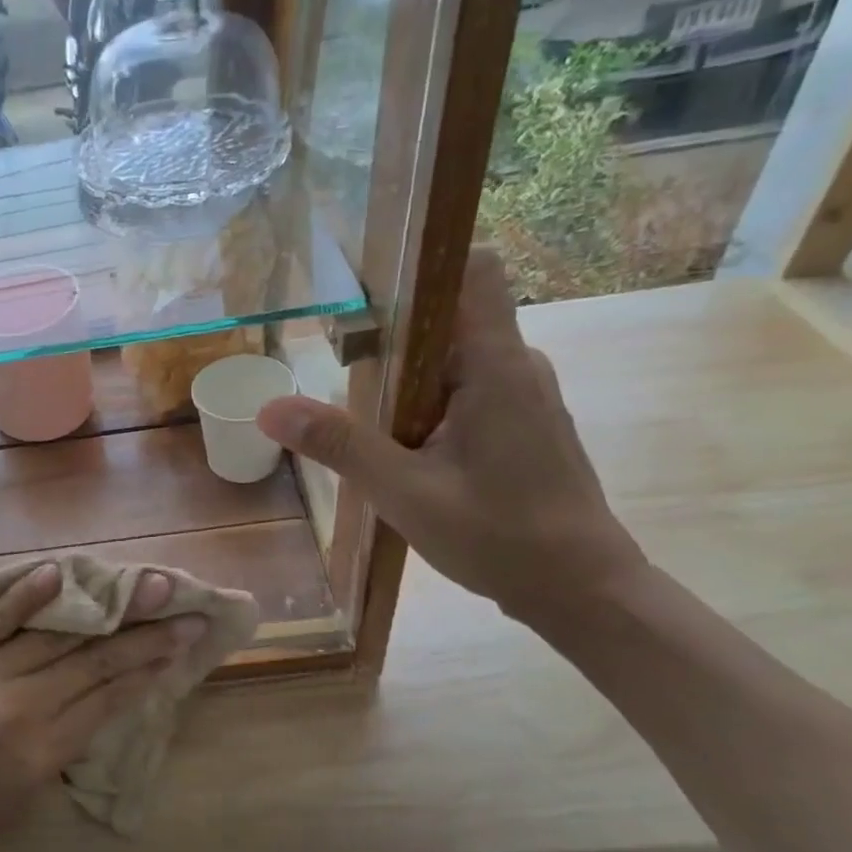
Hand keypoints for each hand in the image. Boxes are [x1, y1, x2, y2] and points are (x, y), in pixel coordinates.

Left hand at [0, 565, 204, 851]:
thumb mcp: (20, 795)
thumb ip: (61, 745)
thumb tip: (102, 696)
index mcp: (38, 751)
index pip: (108, 698)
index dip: (150, 667)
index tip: (183, 641)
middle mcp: (16, 708)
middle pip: (92, 662)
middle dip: (144, 634)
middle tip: (183, 607)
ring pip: (52, 636)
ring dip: (102, 610)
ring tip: (143, 585)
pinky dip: (25, 596)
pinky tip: (58, 573)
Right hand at [257, 248, 646, 624]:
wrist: (581, 590)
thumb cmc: (499, 536)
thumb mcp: (404, 492)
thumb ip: (339, 445)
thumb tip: (270, 409)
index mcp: (496, 364)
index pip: (471, 269)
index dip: (420, 262)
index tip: (364, 285)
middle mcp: (516, 365)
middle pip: (449, 316)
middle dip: (392, 333)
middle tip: (338, 363)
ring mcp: (524, 395)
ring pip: (453, 358)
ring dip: (406, 376)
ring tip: (359, 410)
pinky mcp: (522, 423)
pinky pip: (466, 389)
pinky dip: (428, 402)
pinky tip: (400, 445)